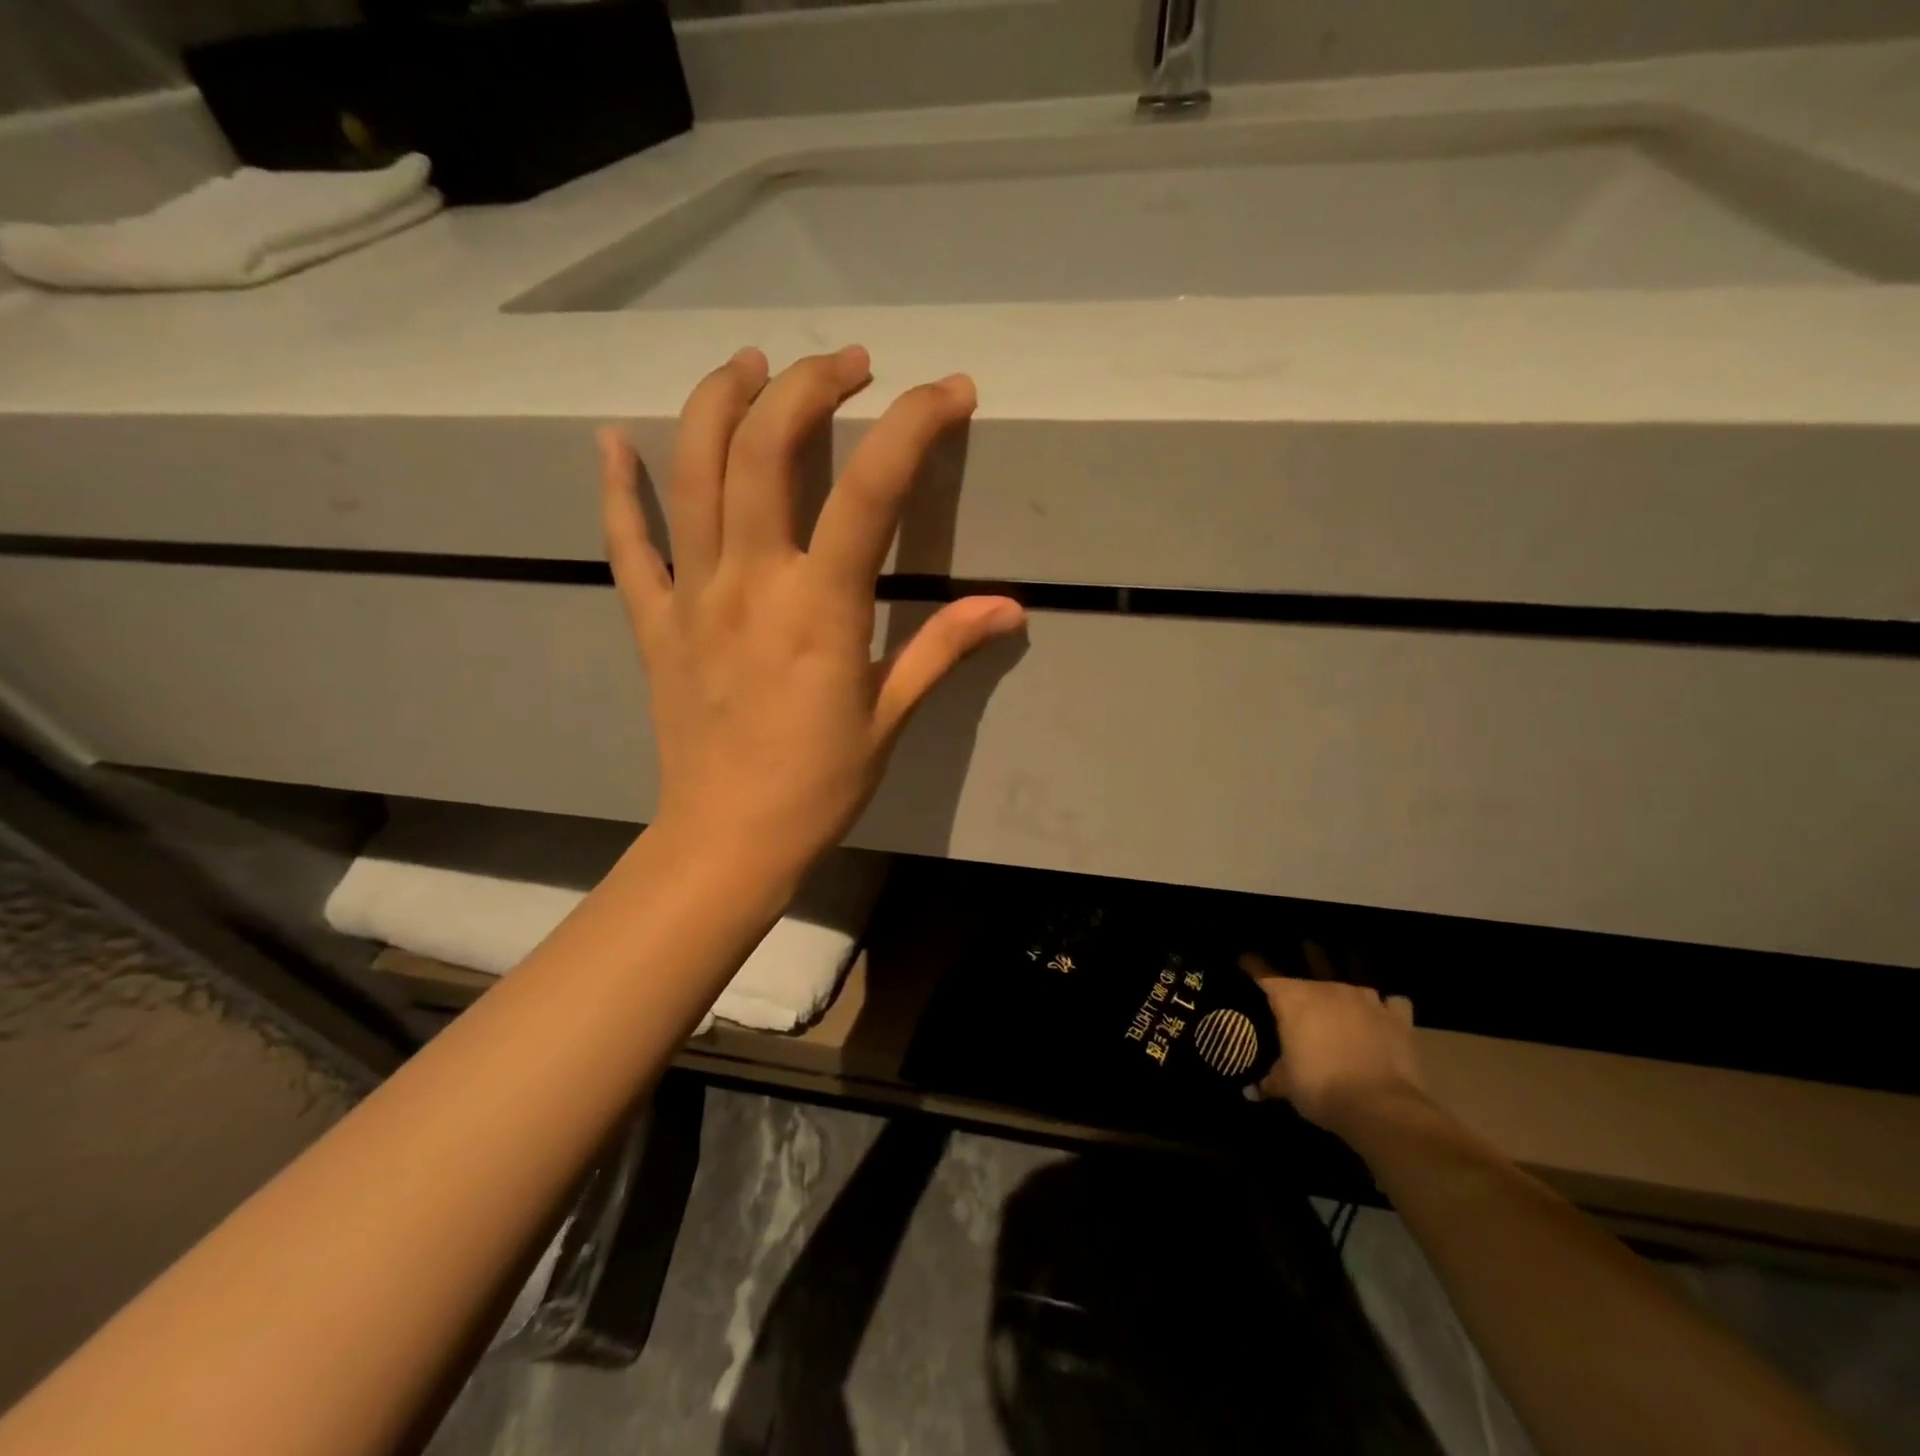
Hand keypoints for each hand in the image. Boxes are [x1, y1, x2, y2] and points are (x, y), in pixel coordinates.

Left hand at [599, 346, 1024, 870]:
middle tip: (848, 364)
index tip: (950, 392)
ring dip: (719, 402)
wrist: (728, 840)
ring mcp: (691, 596)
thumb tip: (1008, 606)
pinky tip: (611, 441)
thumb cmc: (818, 786)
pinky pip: (628, 543)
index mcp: (818, 608)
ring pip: (691, 473)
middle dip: (808, 385)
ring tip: (752, 366)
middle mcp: (749, 582)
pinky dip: (618, 488)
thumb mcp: (890, 717)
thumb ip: (942, 649)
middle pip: (764, 449)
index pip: (871, 489)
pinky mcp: (654, 622)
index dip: (915, 425)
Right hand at [1242, 948, 1422, 1135]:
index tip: (1244, 962)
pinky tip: (1382, 1019)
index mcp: (1294, 999)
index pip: (1265, 974)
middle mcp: (1328, 988)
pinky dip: (1386, 1009)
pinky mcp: (1398, 1017)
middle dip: (1302, 984)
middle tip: (1298, 1001)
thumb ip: (1269, 1080)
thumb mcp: (1287, 1086)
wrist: (1379, 1108)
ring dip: (1345, 995)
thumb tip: (1251, 1091)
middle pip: (1309, 973)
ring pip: (1352, 983)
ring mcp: (1366, 999)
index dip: (1252, 968)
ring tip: (1342, 1006)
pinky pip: (1391, 1003)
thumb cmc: (1320, 1089)